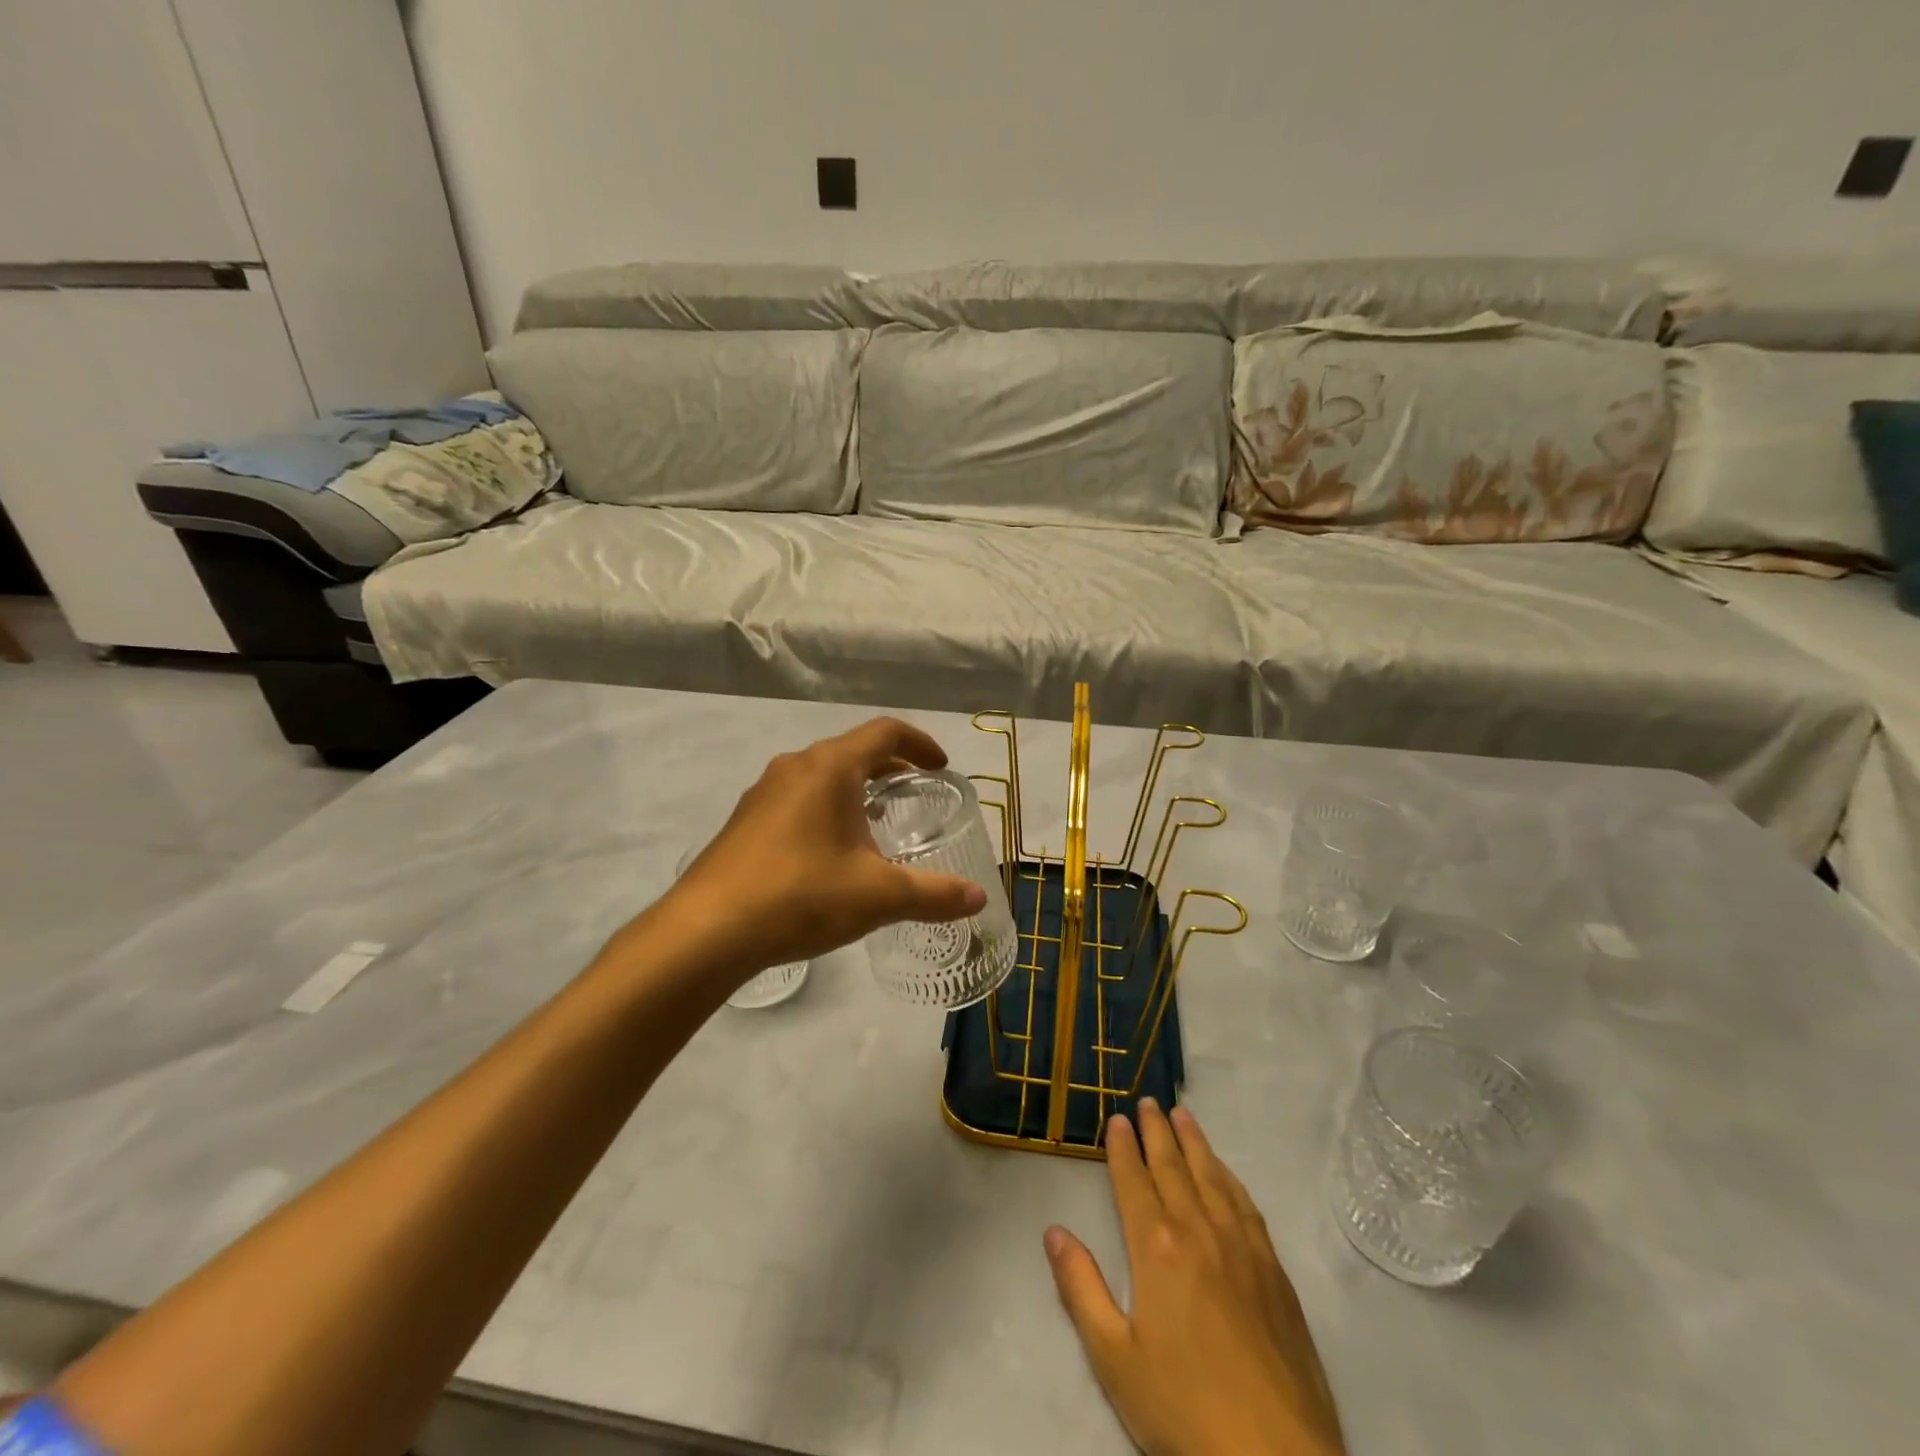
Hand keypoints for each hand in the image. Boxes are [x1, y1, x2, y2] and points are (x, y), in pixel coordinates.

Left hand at [663, 717, 987, 976]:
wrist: (706, 931)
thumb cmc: (801, 896)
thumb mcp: (878, 895)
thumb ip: (934, 893)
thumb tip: (978, 898)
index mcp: (830, 768)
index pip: (885, 733)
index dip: (920, 744)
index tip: (942, 767)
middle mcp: (795, 768)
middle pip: (852, 751)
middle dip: (890, 768)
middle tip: (916, 794)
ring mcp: (763, 794)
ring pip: (822, 776)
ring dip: (855, 789)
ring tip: (877, 823)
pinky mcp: (745, 822)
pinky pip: (798, 799)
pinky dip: (826, 809)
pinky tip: (831, 852)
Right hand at [1045, 1102, 1343, 1455]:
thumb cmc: (1184, 1410)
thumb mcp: (1114, 1358)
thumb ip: (1081, 1288)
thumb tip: (1053, 1231)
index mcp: (1156, 1247)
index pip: (1135, 1180)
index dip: (1123, 1147)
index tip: (1117, 1118)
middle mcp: (1199, 1231)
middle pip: (1174, 1167)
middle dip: (1157, 1131)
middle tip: (1148, 1101)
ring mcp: (1242, 1248)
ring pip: (1212, 1177)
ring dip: (1194, 1143)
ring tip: (1183, 1115)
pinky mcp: (1274, 1271)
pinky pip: (1246, 1205)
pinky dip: (1229, 1178)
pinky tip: (1225, 1172)